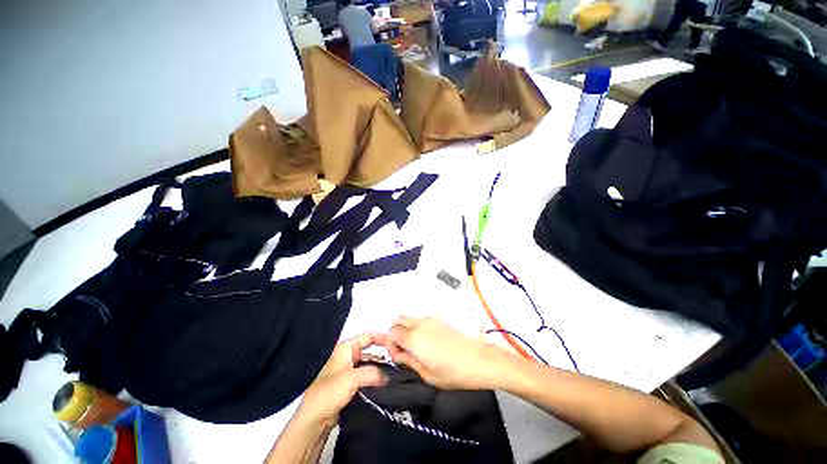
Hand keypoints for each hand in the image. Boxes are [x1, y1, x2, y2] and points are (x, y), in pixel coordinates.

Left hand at [297, 332, 388, 427]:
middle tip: (397, 360)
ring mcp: (350, 371)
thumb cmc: (328, 392)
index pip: (368, 336)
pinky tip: (385, 384)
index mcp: (346, 349)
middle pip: (370, 351)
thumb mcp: (352, 378)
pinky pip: (367, 378)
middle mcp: (348, 357)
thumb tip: (387, 376)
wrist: (315, 419)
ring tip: (394, 374)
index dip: (382, 338)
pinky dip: (375, 379)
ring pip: (369, 365)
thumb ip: (372, 373)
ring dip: (380, 369)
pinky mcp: (351, 385)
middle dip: (383, 355)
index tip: (395, 344)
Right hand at [386, 316, 510, 389]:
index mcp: (413, 338)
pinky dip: (418, 326)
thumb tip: (398, 354)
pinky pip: (422, 319)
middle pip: (399, 320)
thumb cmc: (452, 372)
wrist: (479, 360)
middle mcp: (420, 324)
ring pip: (410, 318)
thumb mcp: (427, 374)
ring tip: (416, 346)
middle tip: (405, 349)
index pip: (392, 332)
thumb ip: (408, 361)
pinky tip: (428, 340)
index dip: (390, 344)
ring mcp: (431, 319)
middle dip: (397, 333)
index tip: (398, 355)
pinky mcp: (440, 319)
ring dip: (407, 328)